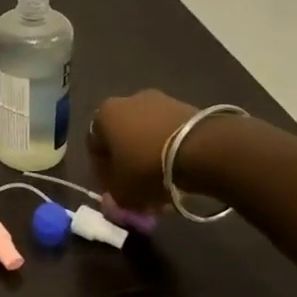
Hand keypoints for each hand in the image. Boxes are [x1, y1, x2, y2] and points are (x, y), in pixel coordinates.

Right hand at [87, 90, 198, 210]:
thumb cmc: (147, 167)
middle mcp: (128, 101)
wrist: (201, 149)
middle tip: (139, 191)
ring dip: (150, 160)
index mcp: (104, 115)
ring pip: (147, 137)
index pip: (95, 148)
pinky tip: (179, 173)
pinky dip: (170, 152)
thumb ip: (113, 194)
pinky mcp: (186, 107)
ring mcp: (160, 101)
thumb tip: (117, 195)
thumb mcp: (122, 192)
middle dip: (129, 166)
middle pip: (123, 140)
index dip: (103, 174)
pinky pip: (169, 134)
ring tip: (162, 186)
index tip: (115, 192)